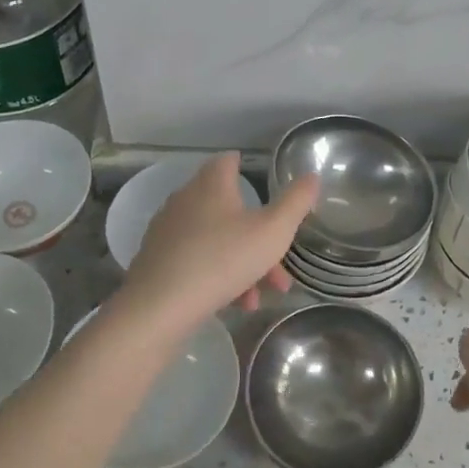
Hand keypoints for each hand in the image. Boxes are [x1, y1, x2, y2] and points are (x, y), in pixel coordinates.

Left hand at [122, 153, 319, 322]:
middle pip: (228, 208)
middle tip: (279, 263)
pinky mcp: (157, 260)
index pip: (228, 161)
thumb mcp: (273, 231)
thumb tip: (311, 176)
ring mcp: (168, 231)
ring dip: (243, 263)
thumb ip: (295, 203)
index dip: (246, 166)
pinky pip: (197, 261)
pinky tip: (237, 304)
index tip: (263, 180)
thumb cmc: (223, 259)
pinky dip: (219, 276)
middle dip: (258, 235)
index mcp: (211, 184)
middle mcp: (186, 200)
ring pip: (216, 240)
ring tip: (261, 295)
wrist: (160, 306)